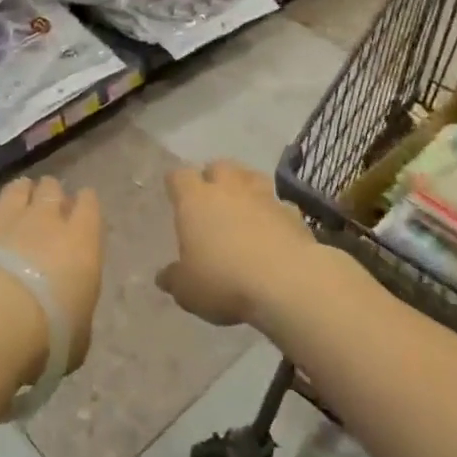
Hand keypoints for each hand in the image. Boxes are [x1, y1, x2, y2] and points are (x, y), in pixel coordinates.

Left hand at [0, 177, 103, 377]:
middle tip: (47, 206)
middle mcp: (45, 220)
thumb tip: (68, 314)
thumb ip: (75, 310)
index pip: (89, 204)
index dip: (85, 202)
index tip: (82, 207)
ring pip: (15, 190)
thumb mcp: (78, 333)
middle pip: (50, 189)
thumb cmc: (49, 334)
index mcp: (81, 240)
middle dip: (50, 194)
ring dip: (18, 194)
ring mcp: (5, 220)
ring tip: (16, 203)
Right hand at [158, 160, 316, 327]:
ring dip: (245, 187)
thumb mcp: (188, 290)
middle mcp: (228, 188)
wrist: (287, 282)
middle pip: (218, 166)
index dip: (176, 184)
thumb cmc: (224, 281)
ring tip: (243, 206)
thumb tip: (164, 276)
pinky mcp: (292, 212)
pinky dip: (274, 212)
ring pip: (251, 176)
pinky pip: (279, 204)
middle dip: (213, 178)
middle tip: (210, 200)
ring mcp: (263, 196)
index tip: (175, 195)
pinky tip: (273, 230)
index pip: (179, 176)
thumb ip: (174, 279)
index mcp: (194, 200)